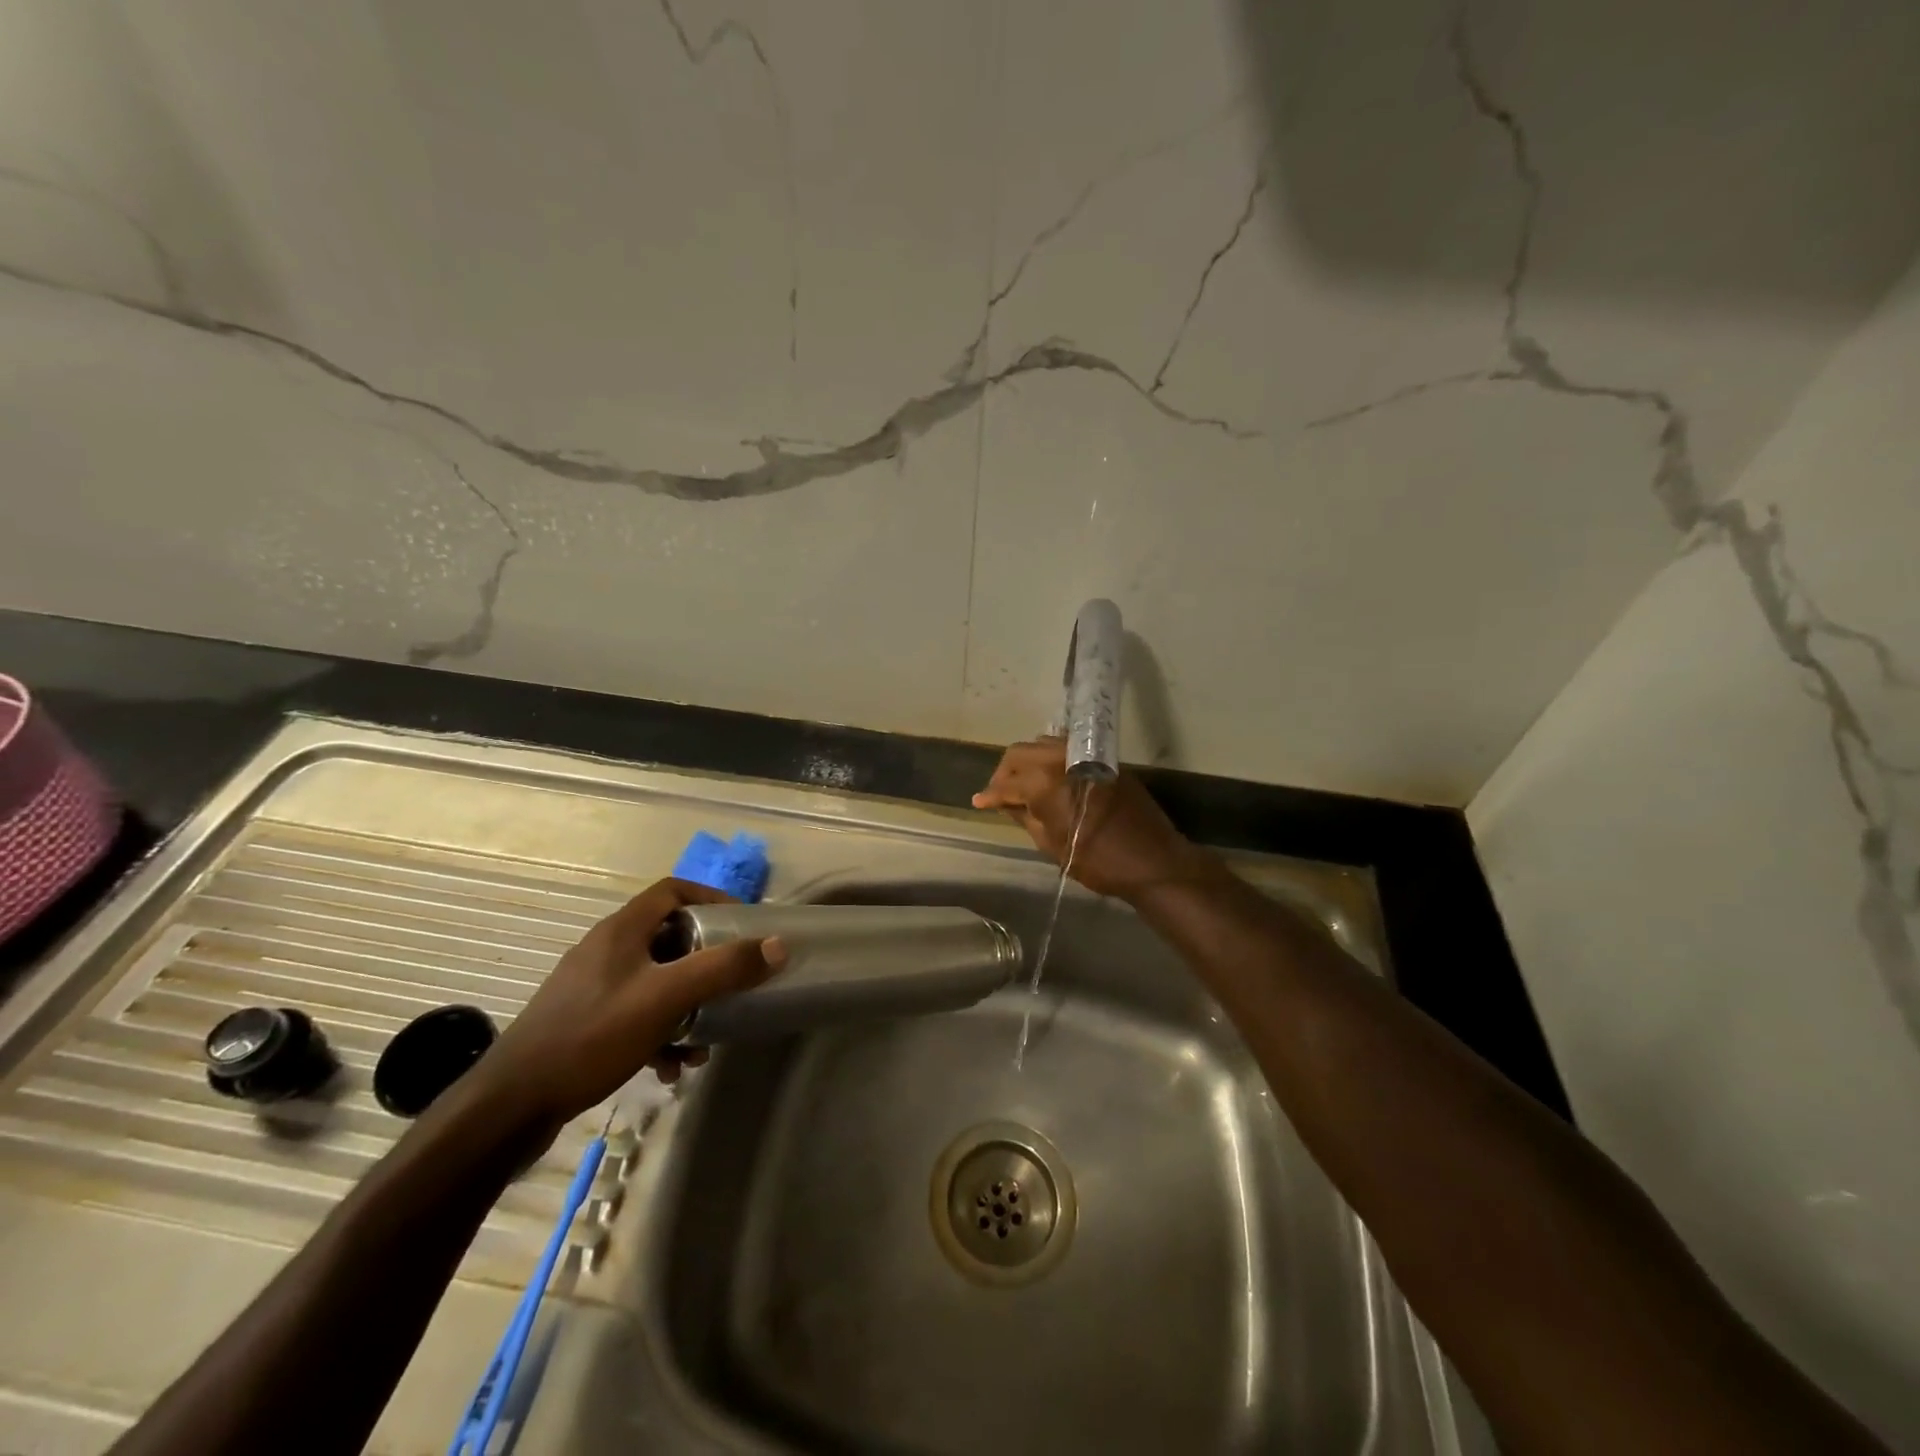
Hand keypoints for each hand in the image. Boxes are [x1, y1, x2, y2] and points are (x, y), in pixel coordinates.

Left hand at [472, 878, 784, 1133]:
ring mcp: (591, 988)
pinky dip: (660, 1032)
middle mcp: (606, 950)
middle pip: (669, 938)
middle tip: (732, 983)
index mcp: (621, 930)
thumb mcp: (666, 997)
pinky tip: (669, 1068)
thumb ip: (723, 969)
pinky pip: (635, 1013)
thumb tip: (777, 946)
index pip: (674, 890)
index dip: (712, 897)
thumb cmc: (592, 1036)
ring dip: (686, 1005)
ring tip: (703, 1041)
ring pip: (655, 981)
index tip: (743, 922)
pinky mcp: (582, 1022)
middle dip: (705, 963)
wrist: (511, 1105)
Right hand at [973, 737, 1205, 901]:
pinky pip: (1067, 749)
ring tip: (1023, 785)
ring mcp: (1084, 756)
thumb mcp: (1051, 845)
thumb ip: (1025, 817)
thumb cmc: (1098, 862)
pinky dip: (1050, 759)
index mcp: (1044, 783)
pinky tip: (1048, 778)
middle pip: (1020, 753)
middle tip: (1000, 794)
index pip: (1007, 784)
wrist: (1153, 861)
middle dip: (1005, 772)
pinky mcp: (1103, 760)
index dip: (990, 795)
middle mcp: (1061, 760)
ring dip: (1028, 761)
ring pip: (1043, 744)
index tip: (979, 803)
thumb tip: (1005, 803)